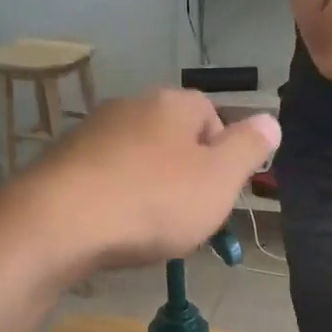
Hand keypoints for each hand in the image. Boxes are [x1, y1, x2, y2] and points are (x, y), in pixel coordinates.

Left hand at [19, 90, 278, 271]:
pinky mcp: (61, 162)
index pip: (212, 115)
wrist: (60, 223)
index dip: (222, 156)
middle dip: (183, 174)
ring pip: (136, 158)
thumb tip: (271, 119)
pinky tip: (112, 227)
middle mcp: (130, 105)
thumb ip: (249, 149)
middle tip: (185, 217)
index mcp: (173, 103)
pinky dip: (114, 198)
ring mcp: (91, 132)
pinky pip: (103, 178)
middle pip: (172, 137)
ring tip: (146, 228)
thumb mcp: (219, 180)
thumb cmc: (153, 202)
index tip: (217, 195)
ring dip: (147, 187)